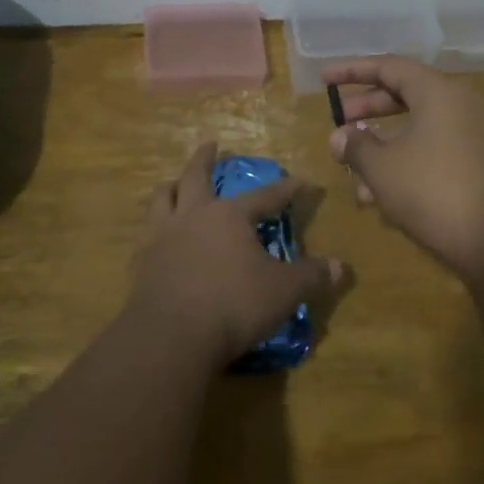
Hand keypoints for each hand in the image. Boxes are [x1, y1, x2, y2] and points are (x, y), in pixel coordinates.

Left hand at [128, 142, 339, 366]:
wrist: (169, 337)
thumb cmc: (233, 306)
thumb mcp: (284, 292)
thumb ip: (312, 277)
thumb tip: (341, 267)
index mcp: (230, 216)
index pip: (266, 195)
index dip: (288, 189)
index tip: (303, 182)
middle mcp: (194, 215)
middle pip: (197, 176)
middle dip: (206, 159)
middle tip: (211, 145)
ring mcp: (162, 236)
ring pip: (163, 197)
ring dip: (172, 185)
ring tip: (175, 182)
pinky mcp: (142, 262)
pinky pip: (146, 232)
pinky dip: (155, 224)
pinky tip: (157, 233)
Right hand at [326, 58, 483, 280]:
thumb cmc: (433, 193)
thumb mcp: (383, 168)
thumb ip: (356, 145)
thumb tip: (340, 136)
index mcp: (438, 93)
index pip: (390, 67)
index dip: (353, 71)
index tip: (325, 79)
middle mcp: (460, 105)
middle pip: (407, 94)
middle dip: (369, 107)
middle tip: (340, 120)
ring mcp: (474, 135)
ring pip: (419, 127)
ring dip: (384, 142)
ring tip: (354, 167)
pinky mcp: (480, 164)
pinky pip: (434, 149)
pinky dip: (406, 160)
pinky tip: (381, 195)